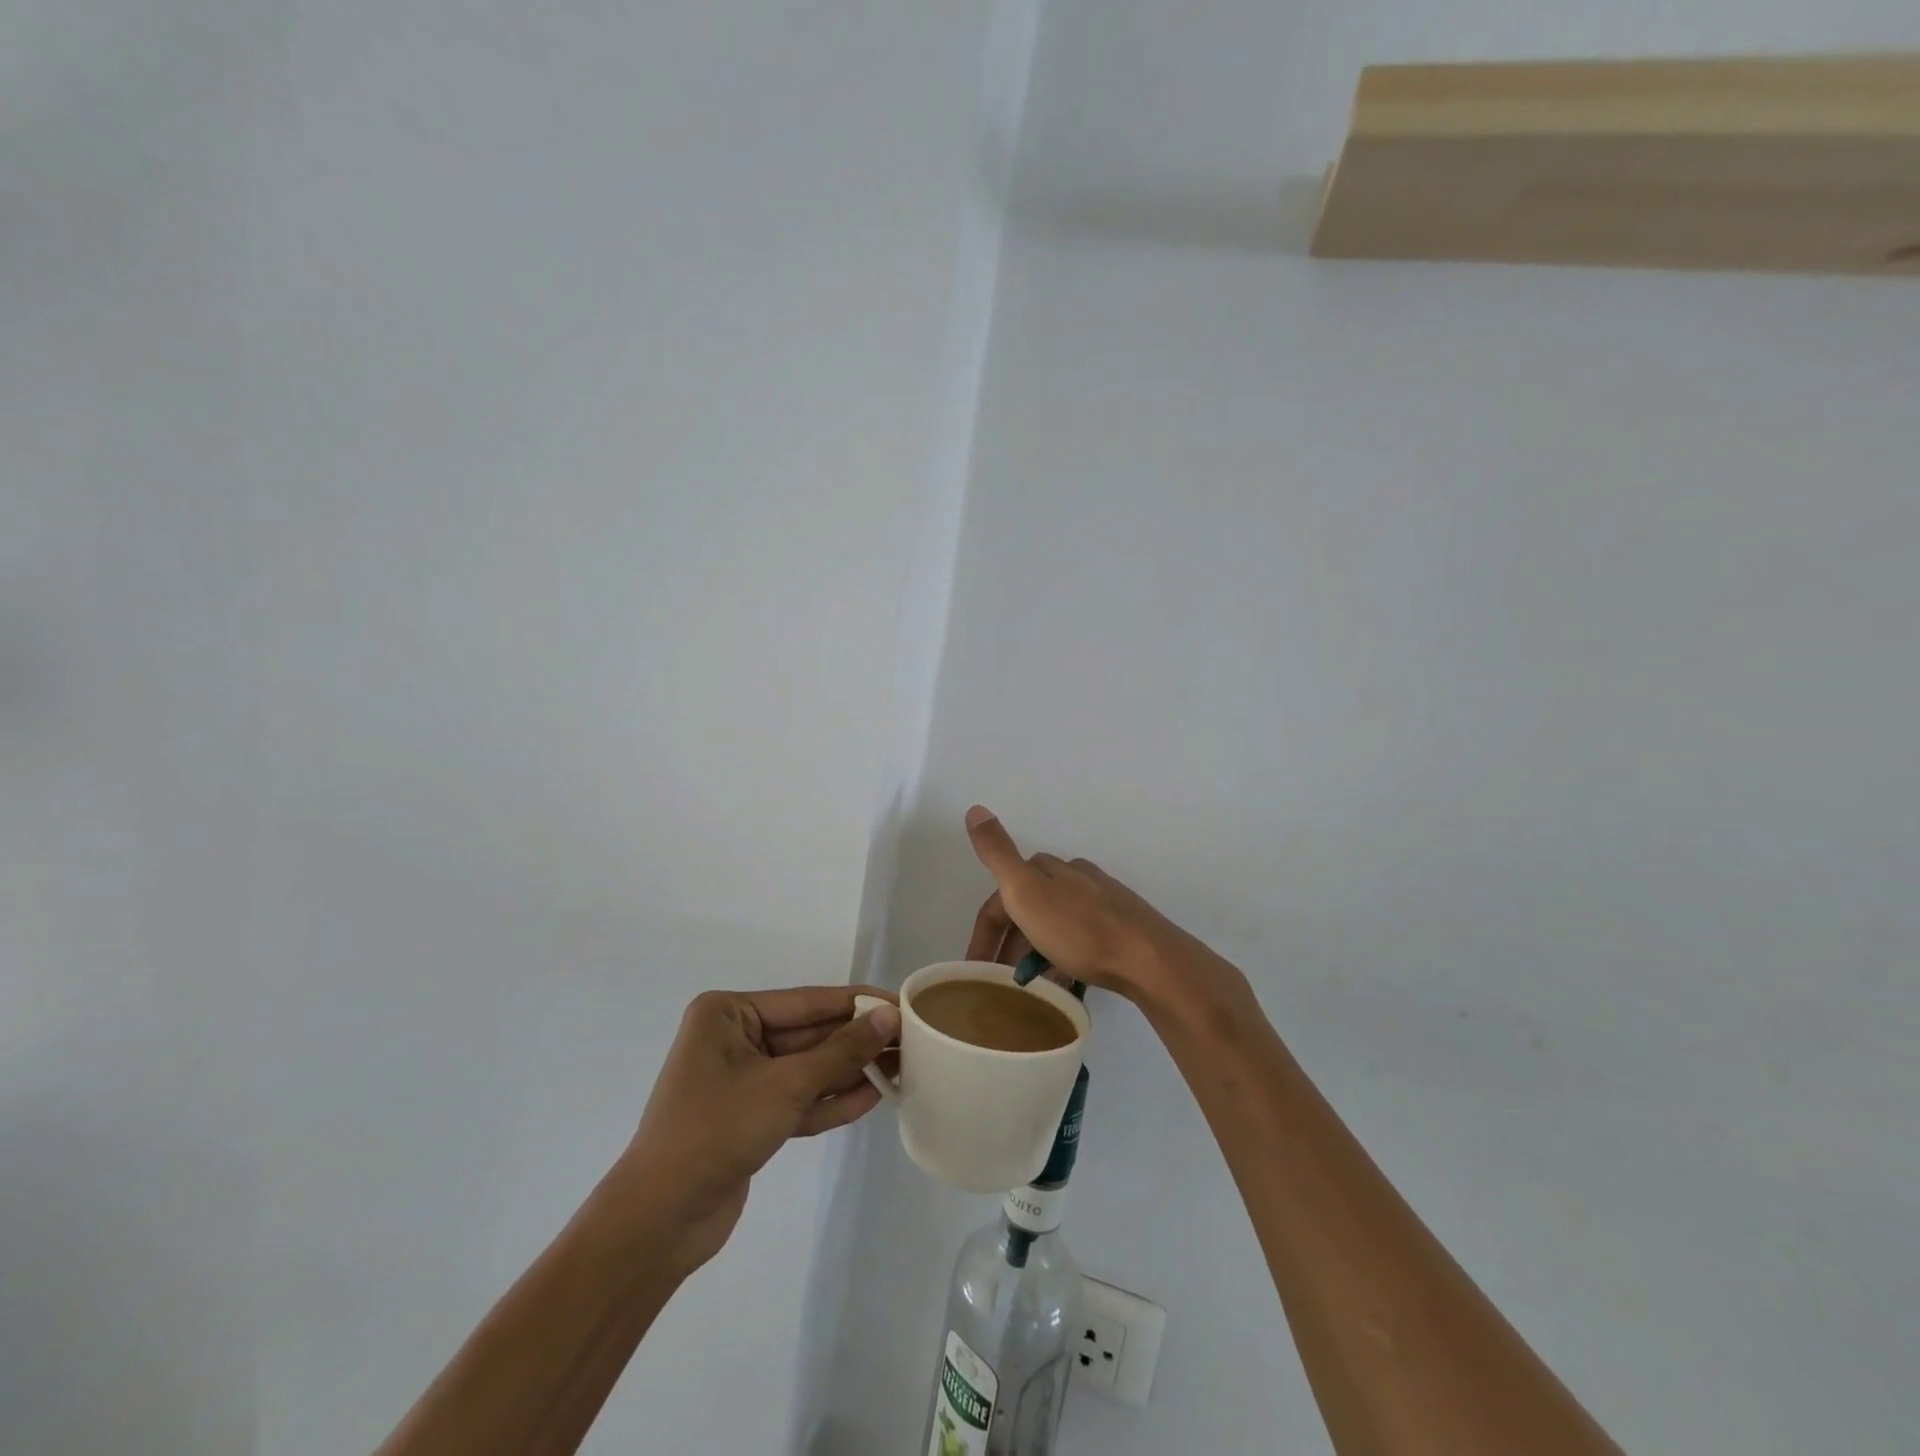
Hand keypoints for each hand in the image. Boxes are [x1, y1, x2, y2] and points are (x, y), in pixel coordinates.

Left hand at [619, 987, 899, 1274]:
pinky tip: (872, 1098)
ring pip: (807, 1068)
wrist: (659, 1221)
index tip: (900, 1003)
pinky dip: (830, 1101)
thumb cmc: (717, 1130)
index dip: (856, 1002)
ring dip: (849, 1071)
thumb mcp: (786, 1084)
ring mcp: (741, 1080)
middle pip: (809, 1034)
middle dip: (856, 1041)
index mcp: (728, 1014)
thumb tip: (888, 1016)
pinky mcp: (750, 1118)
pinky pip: (798, 1100)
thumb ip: (841, 1051)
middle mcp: (733, 1039)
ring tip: (902, 1067)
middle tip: (910, 1040)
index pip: (807, 1001)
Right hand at [962, 806, 1219, 1008]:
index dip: (984, 932)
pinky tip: (1067, 981)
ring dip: (1036, 952)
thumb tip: (975, 809)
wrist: (1149, 961)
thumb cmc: (1080, 931)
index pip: (1001, 898)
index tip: (976, 969)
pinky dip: (1064, 960)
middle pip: (1029, 909)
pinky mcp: (1122, 929)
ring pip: (1055, 925)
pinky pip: (1080, 942)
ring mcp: (1102, 903)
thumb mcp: (1026, 891)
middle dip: (1010, 943)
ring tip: (1033, 986)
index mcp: (1050, 869)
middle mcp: (1076, 878)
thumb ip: (998, 854)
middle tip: (1002, 979)